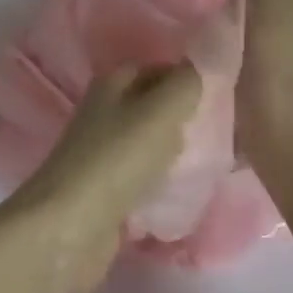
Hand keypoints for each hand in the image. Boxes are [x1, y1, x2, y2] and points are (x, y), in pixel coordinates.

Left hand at [4, 62, 201, 292]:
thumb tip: (203, 65)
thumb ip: (186, 83)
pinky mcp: (105, 190)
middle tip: (218, 133)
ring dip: (175, 152)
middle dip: (185, 117)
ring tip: (206, 163)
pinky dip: (161, 183)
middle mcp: (105, 111)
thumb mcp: (161, 111)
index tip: (221, 97)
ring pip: (149, 142)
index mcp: (113, 83)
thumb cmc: (117, 159)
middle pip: (154, 105)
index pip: (158, 68)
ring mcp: (103, 151)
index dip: (188, 78)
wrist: (70, 228)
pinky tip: (183, 193)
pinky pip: (142, 177)